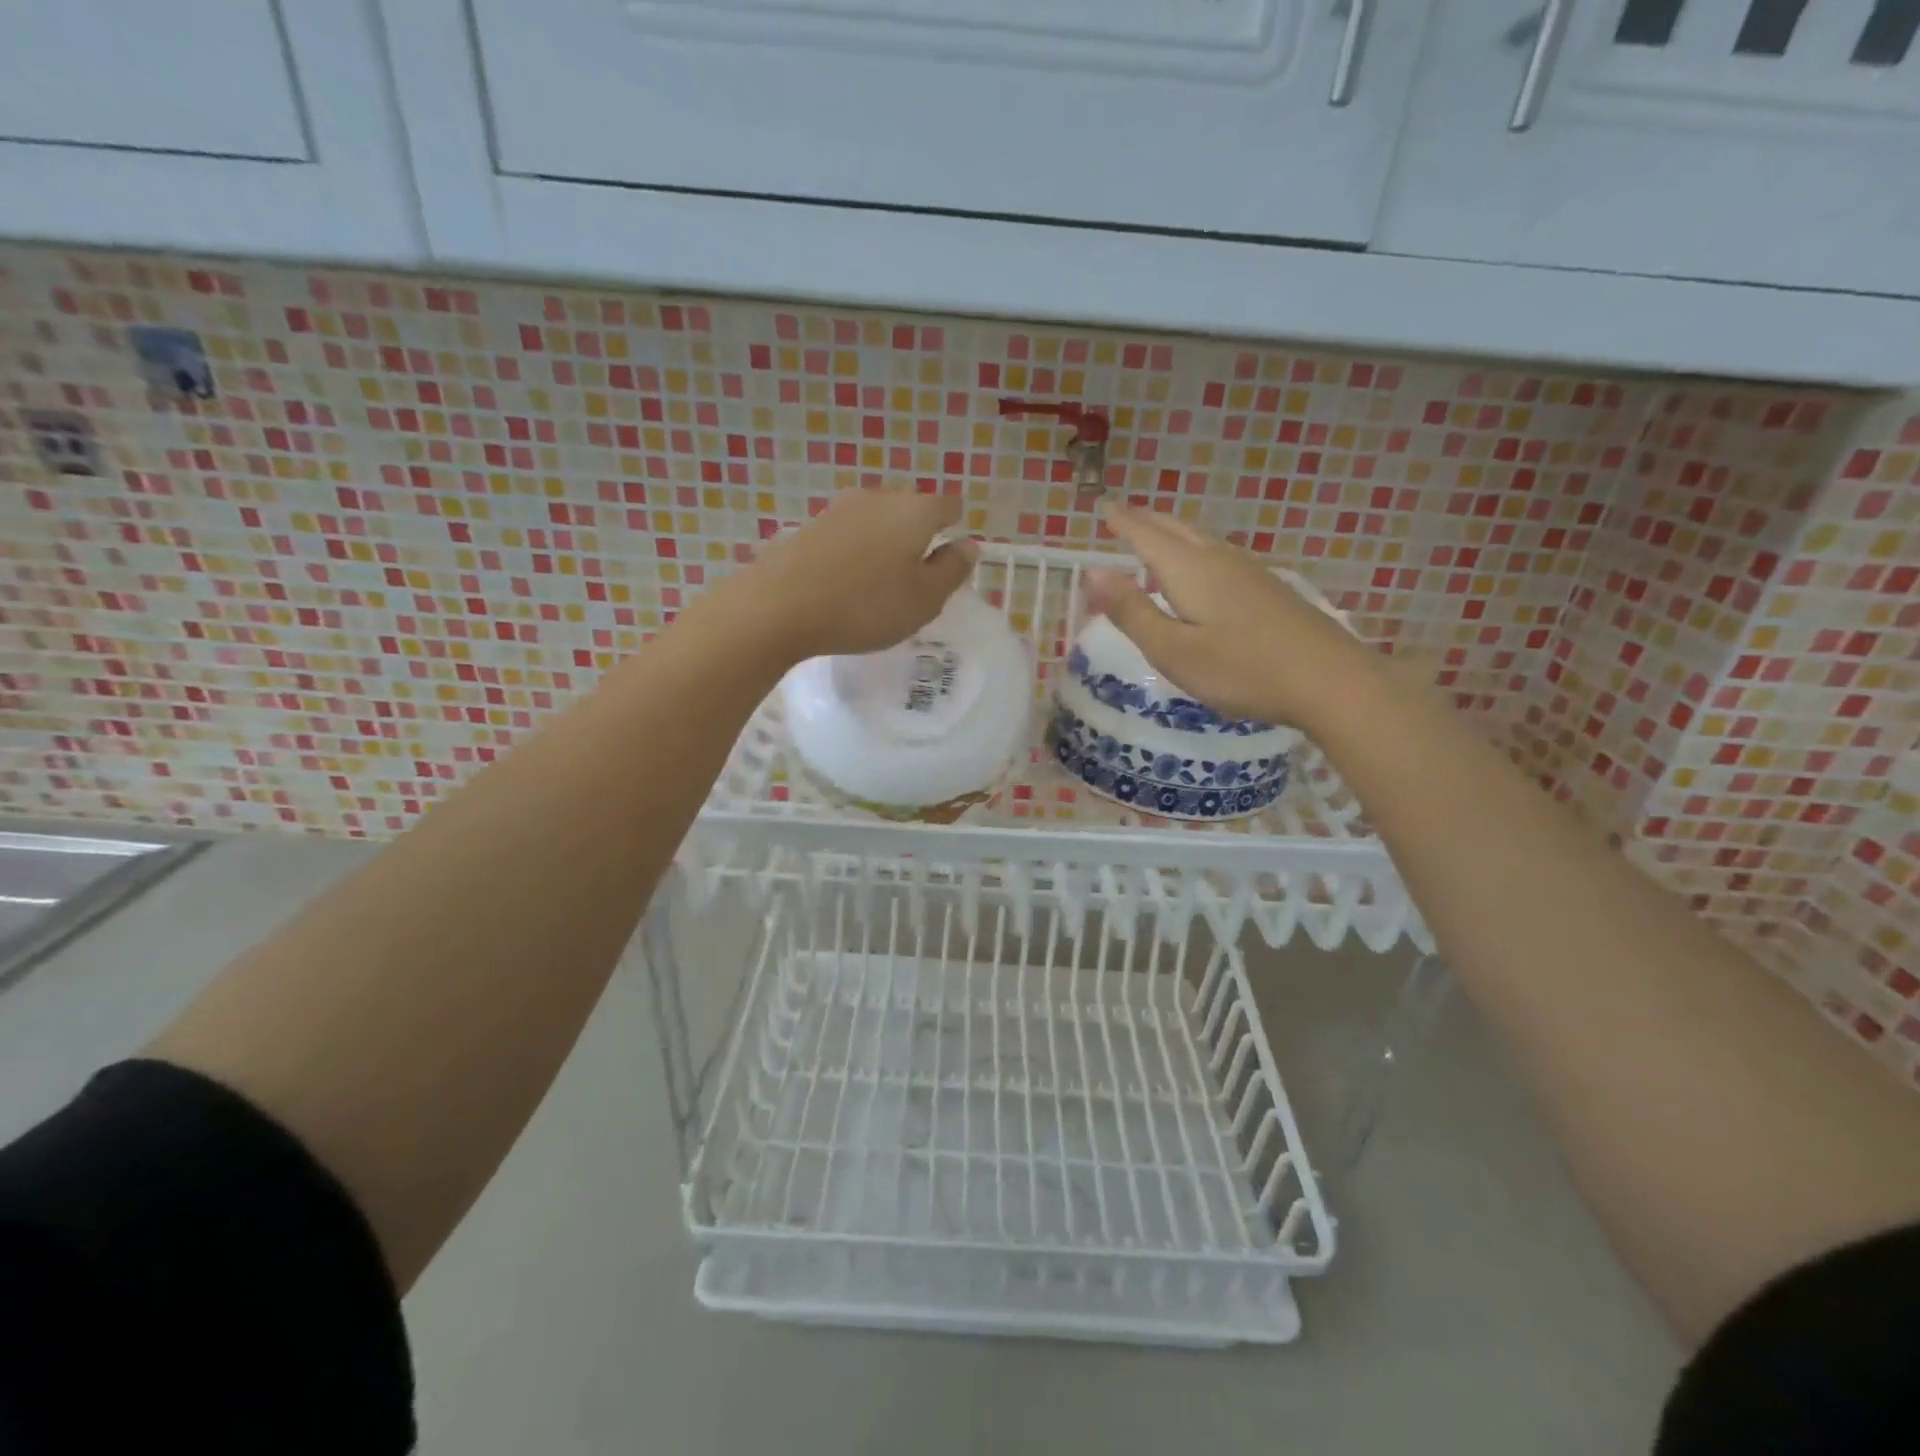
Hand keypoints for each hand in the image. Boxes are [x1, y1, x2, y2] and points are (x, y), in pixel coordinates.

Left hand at [710, 488, 975, 660]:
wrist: (778, 605)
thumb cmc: (865, 606)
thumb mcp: (924, 599)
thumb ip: (951, 570)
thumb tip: (967, 545)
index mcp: (915, 511)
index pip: (948, 506)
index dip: (955, 527)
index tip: (951, 555)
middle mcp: (879, 498)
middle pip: (910, 508)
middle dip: (919, 533)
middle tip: (918, 573)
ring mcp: (839, 509)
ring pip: (876, 520)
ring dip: (885, 543)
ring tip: (883, 580)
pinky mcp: (810, 527)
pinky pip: (847, 535)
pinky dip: (856, 552)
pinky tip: (848, 580)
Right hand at [1084, 505, 1374, 728]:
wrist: (1331, 681)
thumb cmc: (1242, 670)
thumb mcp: (1174, 650)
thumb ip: (1132, 612)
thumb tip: (1092, 573)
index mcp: (1190, 570)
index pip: (1146, 535)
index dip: (1123, 521)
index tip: (1104, 506)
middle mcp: (1219, 560)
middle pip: (1177, 530)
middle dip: (1147, 520)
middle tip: (1124, 515)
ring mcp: (1250, 573)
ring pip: (1202, 540)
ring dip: (1173, 533)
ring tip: (1156, 537)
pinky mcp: (1269, 590)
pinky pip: (1220, 555)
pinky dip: (1196, 551)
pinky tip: (1202, 571)